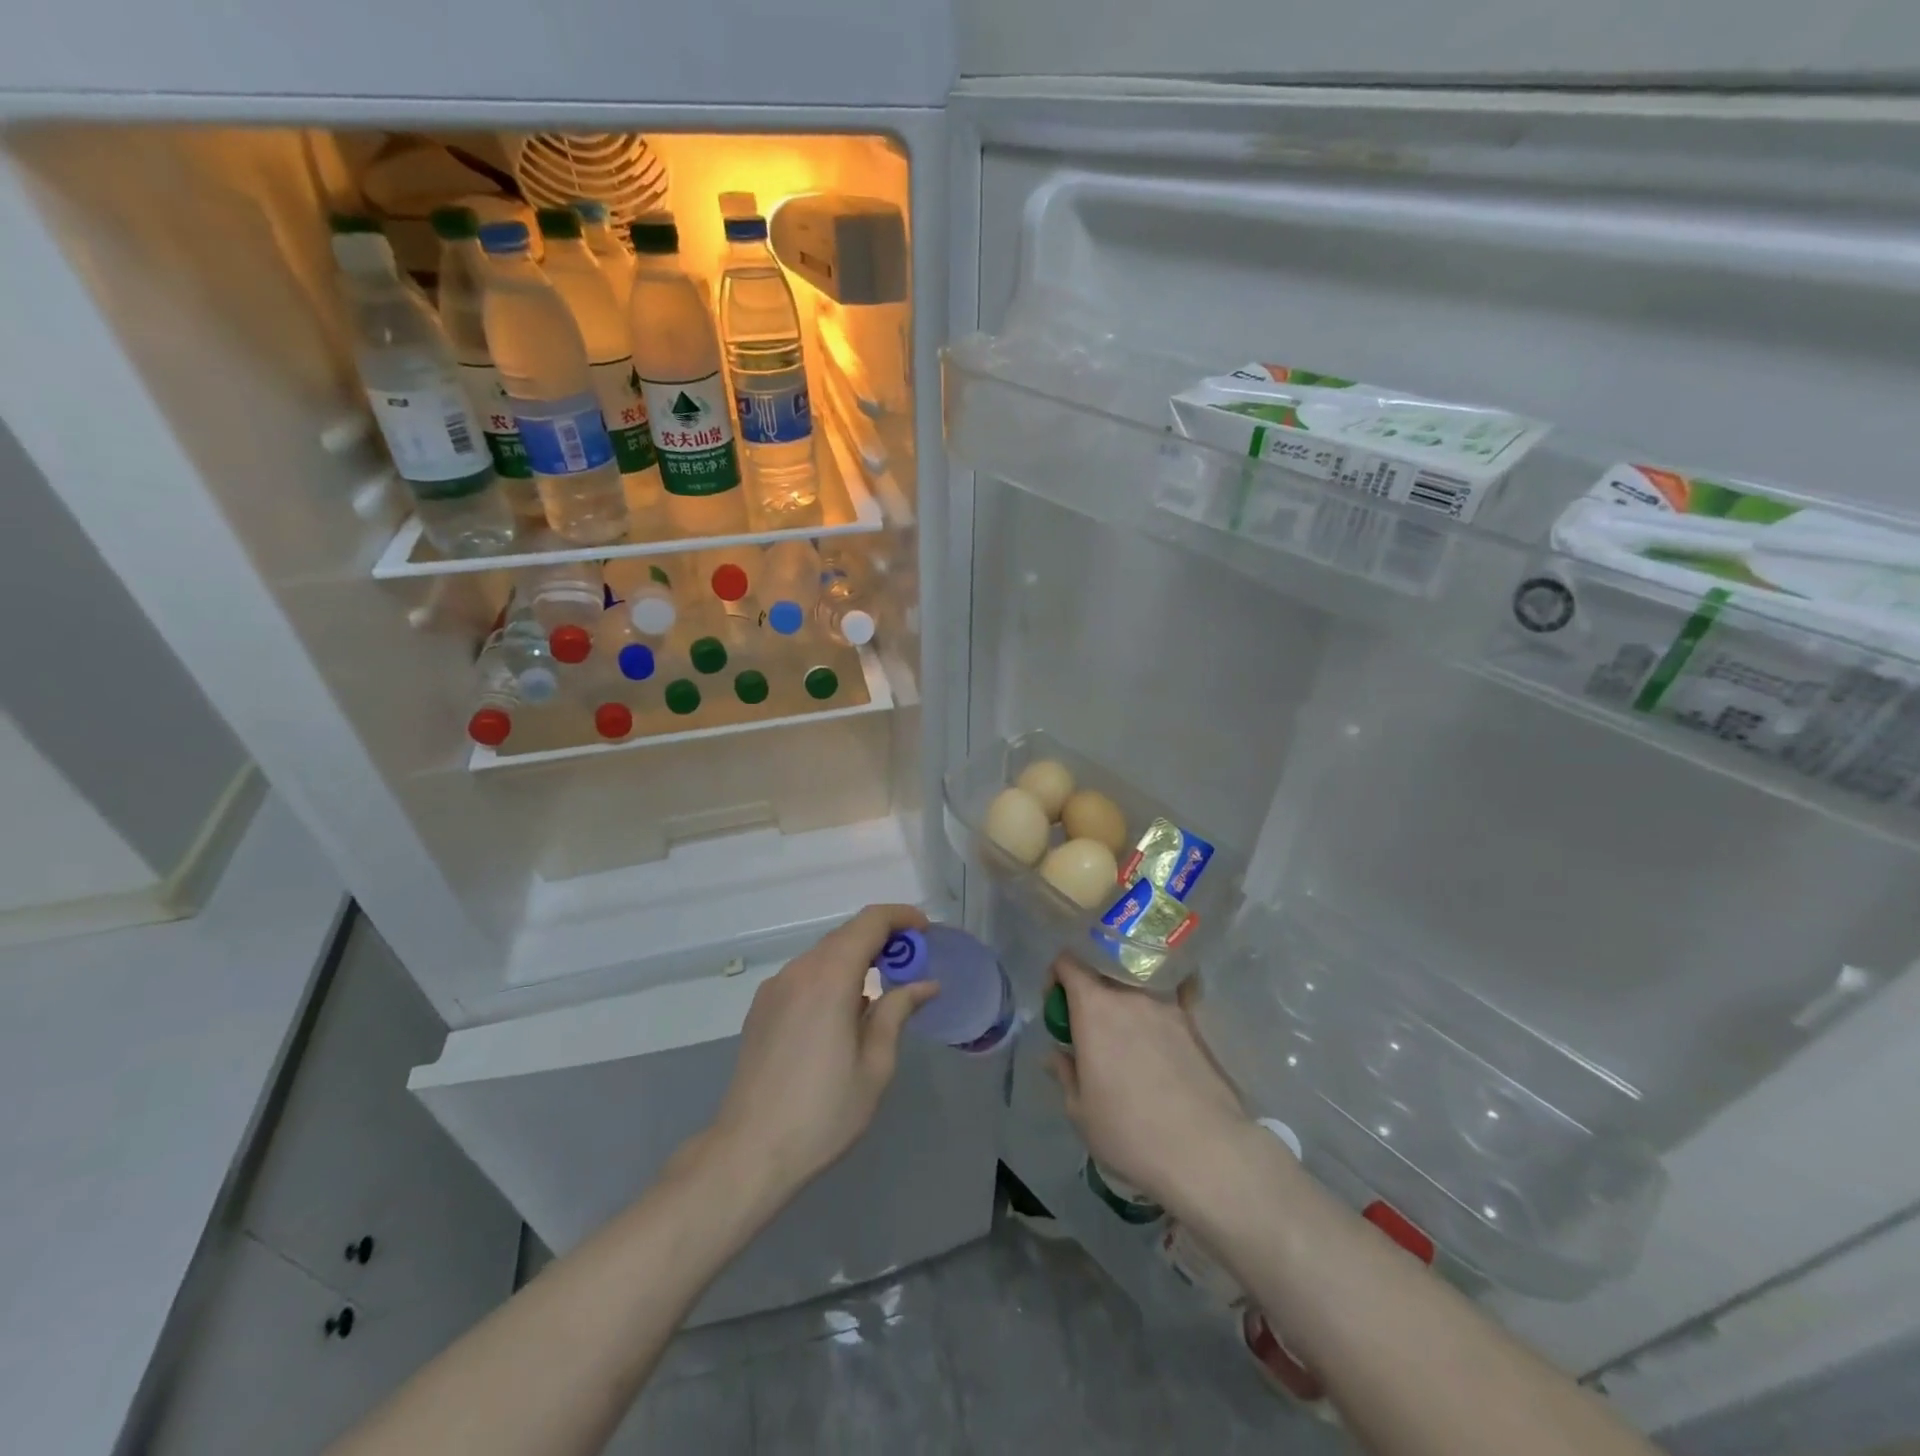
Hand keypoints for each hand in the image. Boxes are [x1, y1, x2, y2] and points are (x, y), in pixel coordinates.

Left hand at [705, 904, 937, 1201]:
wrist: (748, 1152)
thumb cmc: (823, 1111)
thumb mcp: (875, 1065)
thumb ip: (897, 1012)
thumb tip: (924, 984)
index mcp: (829, 978)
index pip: (869, 922)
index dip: (900, 917)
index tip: (924, 931)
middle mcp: (798, 971)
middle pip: (845, 935)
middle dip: (882, 940)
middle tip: (911, 965)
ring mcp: (774, 988)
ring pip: (823, 955)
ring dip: (856, 959)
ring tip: (880, 993)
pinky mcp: (761, 1009)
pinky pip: (804, 976)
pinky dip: (832, 977)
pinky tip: (843, 1014)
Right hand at [1047, 954, 1251, 1210]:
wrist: (1205, 1151)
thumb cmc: (1129, 1131)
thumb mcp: (1080, 1111)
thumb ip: (1065, 1073)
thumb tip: (1058, 1054)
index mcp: (1094, 1008)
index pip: (1068, 963)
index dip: (1057, 978)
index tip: (1057, 1008)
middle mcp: (1130, 996)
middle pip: (1103, 975)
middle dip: (1090, 994)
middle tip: (1089, 1030)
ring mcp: (1167, 1007)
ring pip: (1136, 991)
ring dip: (1124, 1007)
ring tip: (1128, 1044)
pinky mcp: (1195, 1026)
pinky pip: (1173, 1003)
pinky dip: (1161, 1010)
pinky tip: (1164, 1033)